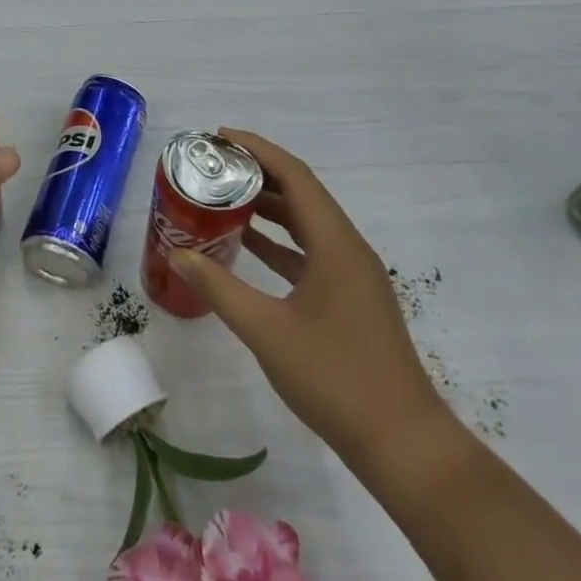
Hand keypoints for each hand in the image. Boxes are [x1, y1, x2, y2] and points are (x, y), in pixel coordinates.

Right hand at [168, 129, 461, 476]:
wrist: (402, 443)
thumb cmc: (334, 378)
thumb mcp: (265, 329)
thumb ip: (219, 287)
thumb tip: (178, 254)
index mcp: (335, 244)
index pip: (295, 176)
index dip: (257, 149)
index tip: (219, 137)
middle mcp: (348, 248)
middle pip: (302, 193)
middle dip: (258, 174)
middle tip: (213, 166)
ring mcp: (352, 275)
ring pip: (306, 223)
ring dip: (268, 207)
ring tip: (223, 197)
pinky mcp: (350, 298)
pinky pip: (310, 252)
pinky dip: (279, 242)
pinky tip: (248, 245)